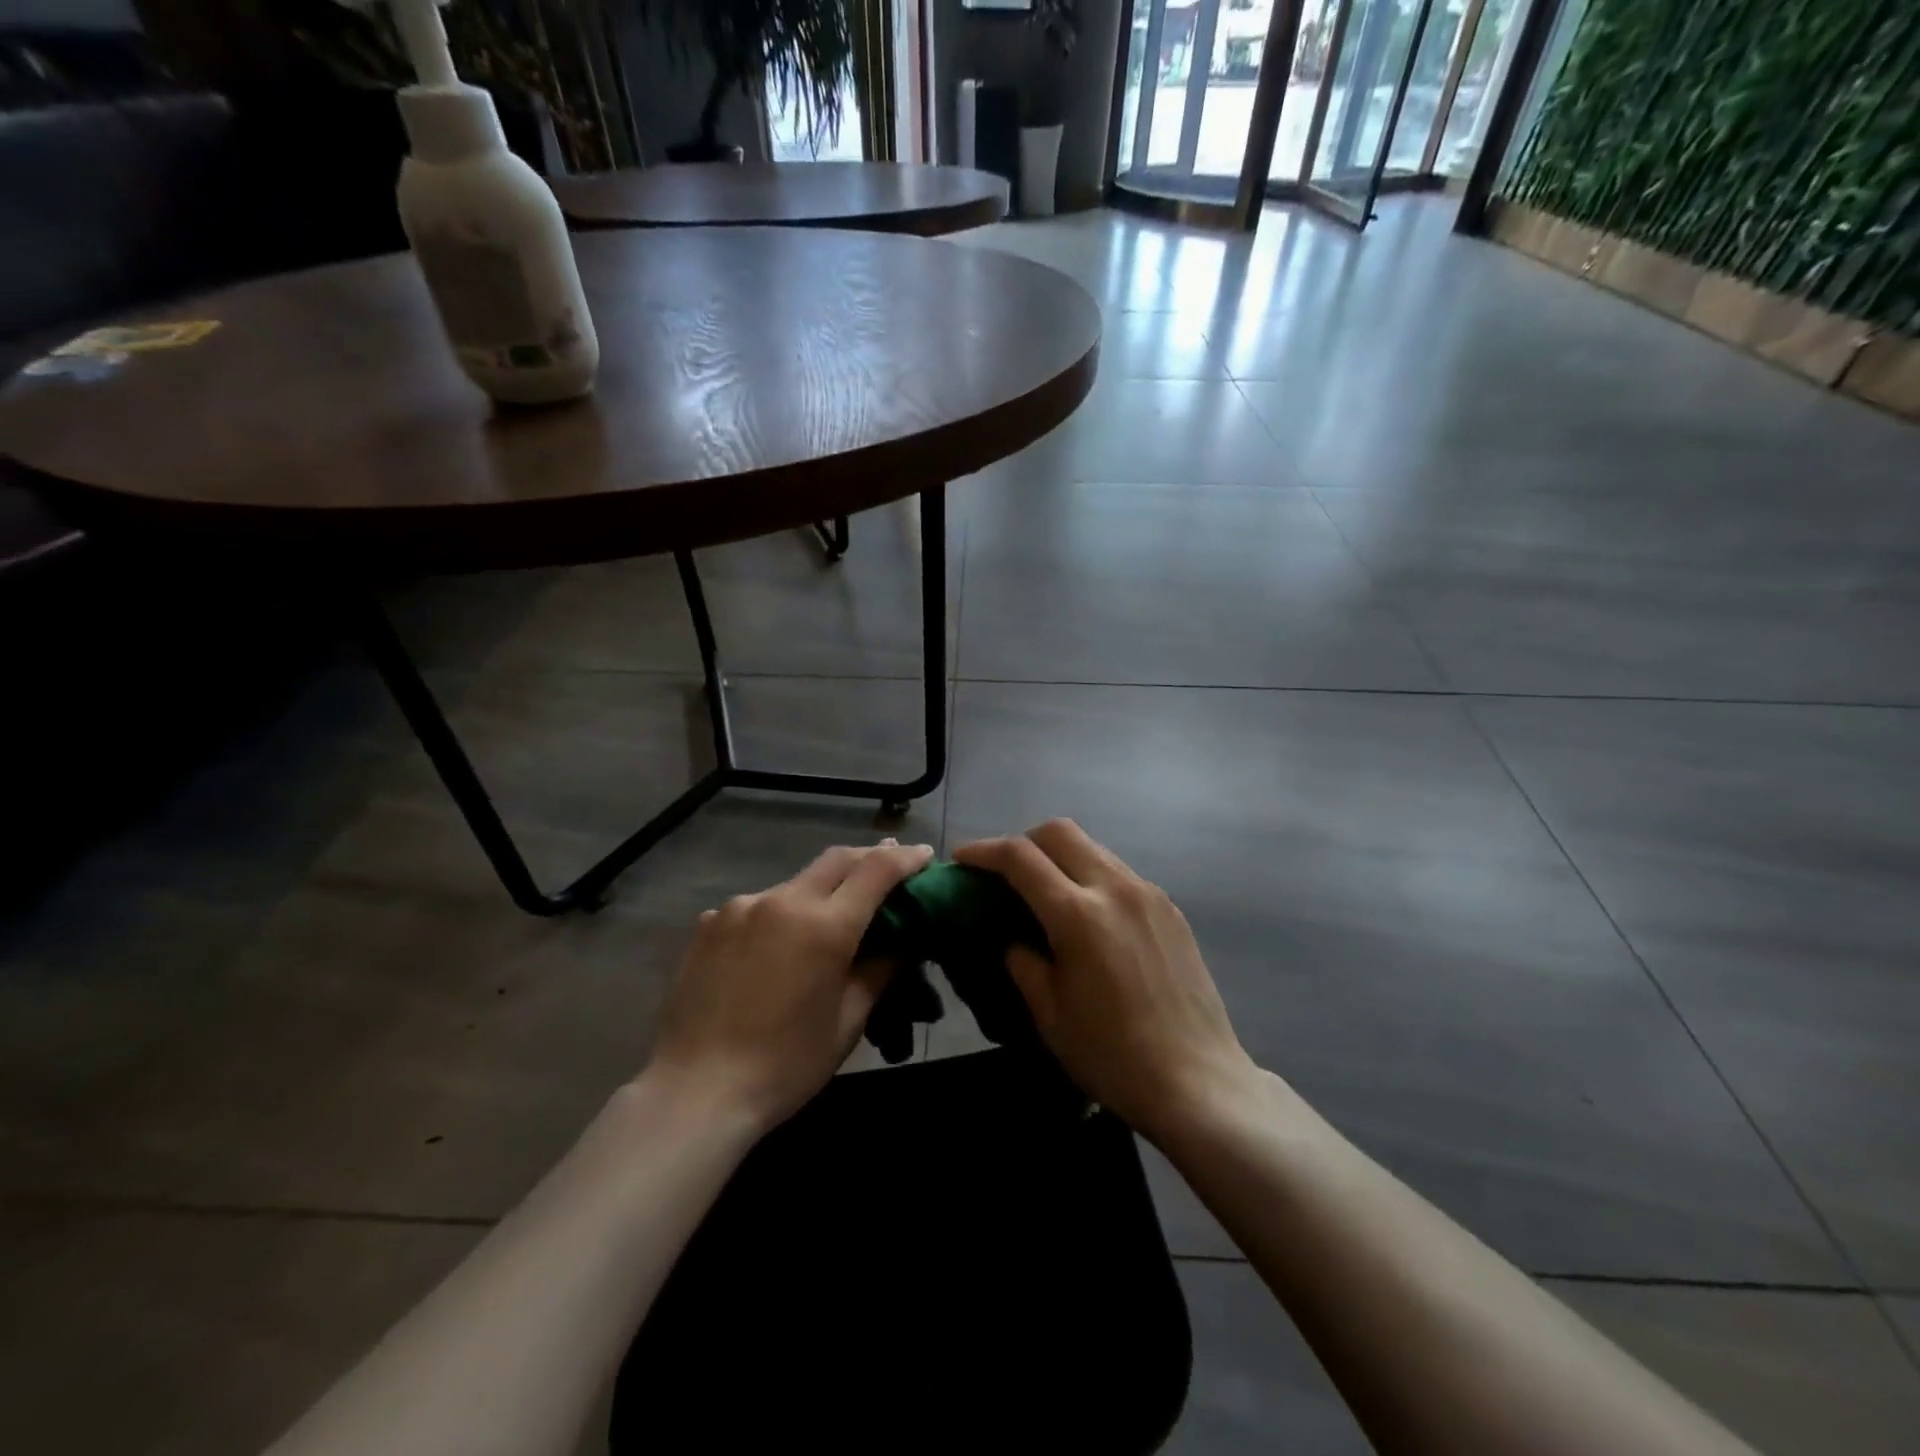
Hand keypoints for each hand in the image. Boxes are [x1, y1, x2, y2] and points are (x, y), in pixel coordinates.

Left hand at [645, 840, 933, 1133]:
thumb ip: (878, 970)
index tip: (924, 854)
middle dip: (869, 856)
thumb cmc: (785, 1065)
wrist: (695, 1092)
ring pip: (796, 882)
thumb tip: (900, 941)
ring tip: (831, 915)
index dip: (905, 857)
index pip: (876, 870)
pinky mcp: (709, 922)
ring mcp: (741, 907)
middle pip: (837, 859)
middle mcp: (783, 901)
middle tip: (890, 864)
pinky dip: (781, 913)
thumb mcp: (847, 1022)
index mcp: (825, 926)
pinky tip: (778, 944)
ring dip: (822, 888)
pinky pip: (758, 905)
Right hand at [955, 820, 1258, 1144]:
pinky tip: (1088, 914)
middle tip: (1004, 871)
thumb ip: (1021, 961)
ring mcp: (1148, 893)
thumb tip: (1012, 936)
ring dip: (1059, 856)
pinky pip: (1119, 872)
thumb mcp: (1049, 1014)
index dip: (983, 851)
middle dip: (1022, 841)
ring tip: (1044, 891)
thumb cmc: (1113, 1056)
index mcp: (1078, 915)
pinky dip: (1091, 876)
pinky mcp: (1170, 907)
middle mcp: (1115, 888)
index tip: (962, 860)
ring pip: (1093, 847)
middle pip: (1059, 831)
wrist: (1198, 1081)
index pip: (1019, 857)